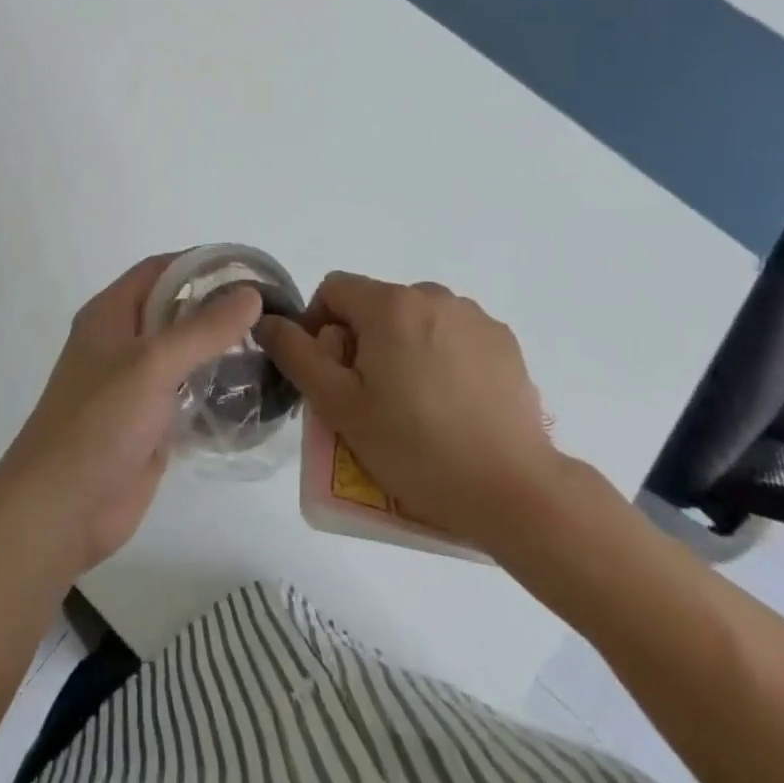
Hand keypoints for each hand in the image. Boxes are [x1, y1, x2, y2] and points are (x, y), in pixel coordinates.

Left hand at [0, 255, 263, 577]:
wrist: (62, 508)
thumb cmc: (99, 421)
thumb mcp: (153, 364)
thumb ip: (203, 329)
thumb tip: (251, 294)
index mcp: (111, 314)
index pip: (159, 269)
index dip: (199, 262)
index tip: (247, 267)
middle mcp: (122, 342)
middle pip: (174, 309)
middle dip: (217, 305)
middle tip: (270, 308)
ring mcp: (136, 384)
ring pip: (184, 353)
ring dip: (221, 348)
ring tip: (271, 345)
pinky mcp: (150, 422)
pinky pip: (189, 394)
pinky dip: (217, 388)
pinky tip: (255, 391)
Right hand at [255, 272, 561, 555]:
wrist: (515, 493)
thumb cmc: (416, 448)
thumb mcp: (340, 406)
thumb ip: (297, 354)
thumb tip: (267, 321)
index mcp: (390, 304)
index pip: (334, 289)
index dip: (319, 325)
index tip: (330, 374)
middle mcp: (433, 295)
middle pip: (376, 304)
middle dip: (362, 341)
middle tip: (368, 398)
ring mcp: (474, 317)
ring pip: (415, 319)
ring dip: (402, 347)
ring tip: (413, 405)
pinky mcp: (504, 343)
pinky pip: (453, 335)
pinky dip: (440, 356)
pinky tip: (451, 405)